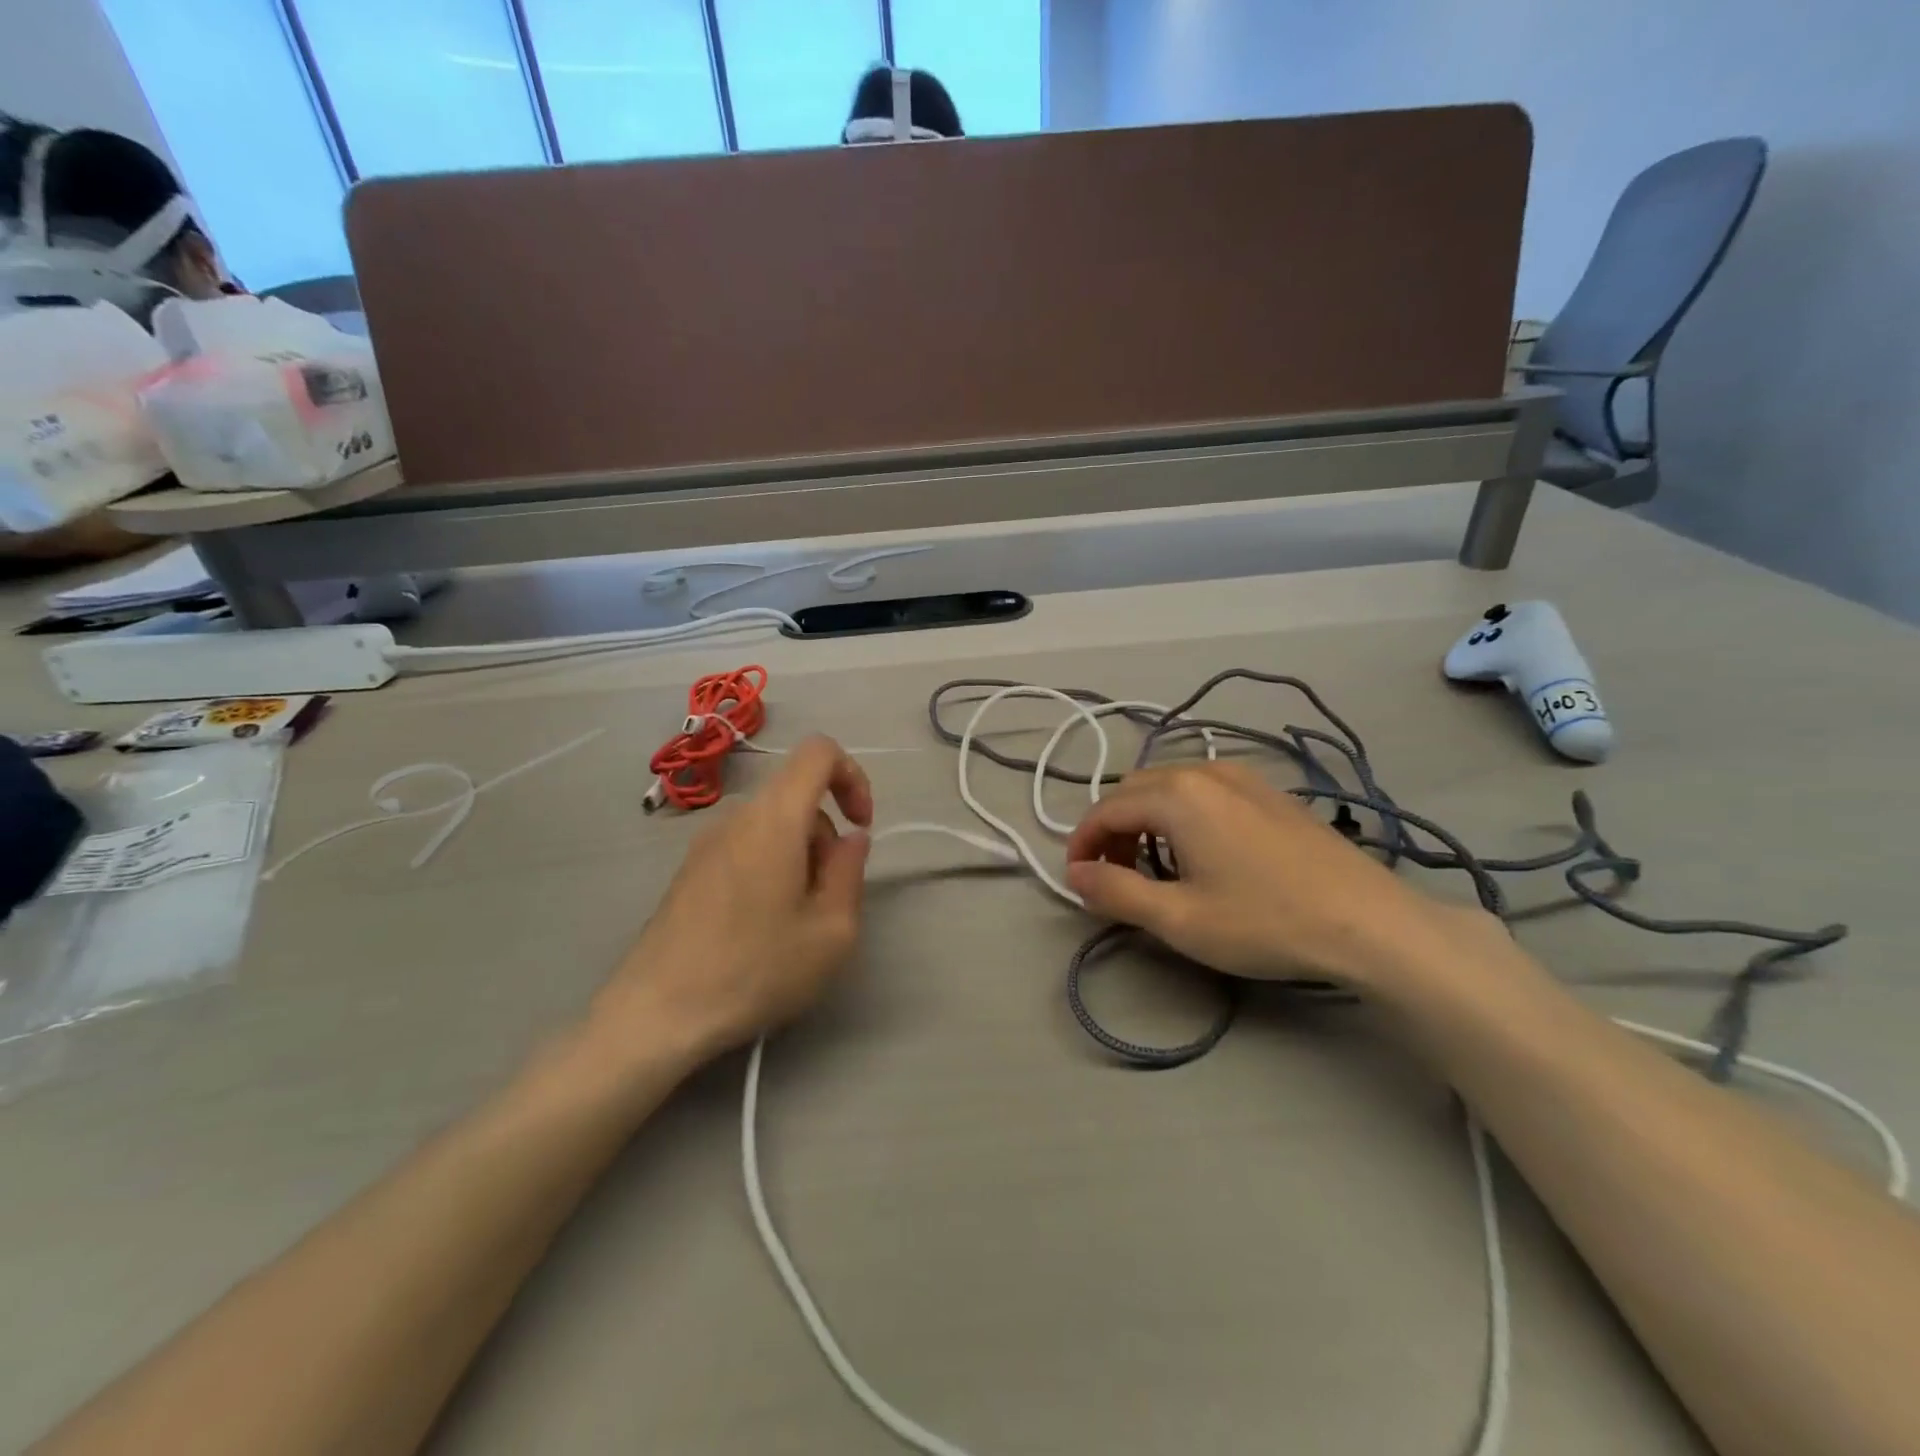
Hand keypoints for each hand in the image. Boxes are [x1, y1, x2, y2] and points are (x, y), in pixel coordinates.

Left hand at [588, 736, 873, 1068]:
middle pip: (797, 797)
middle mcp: (737, 816)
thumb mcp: (831, 931)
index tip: (860, 827)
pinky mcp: (688, 870)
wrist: (656, 1014)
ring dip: (798, 858)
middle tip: (827, 901)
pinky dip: (769, 868)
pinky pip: (744, 847)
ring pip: (772, 825)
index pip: (819, 752)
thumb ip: (850, 871)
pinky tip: (758, 928)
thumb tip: (850, 838)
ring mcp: (706, 842)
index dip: (852, 776)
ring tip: (793, 923)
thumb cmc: (754, 969)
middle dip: (825, 837)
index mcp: (774, 818)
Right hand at [1064, 761, 1458, 987]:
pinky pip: (1204, 790)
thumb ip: (1116, 891)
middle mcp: (1205, 771)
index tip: (1077, 880)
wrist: (1369, 922)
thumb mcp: (1178, 918)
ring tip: (1153, 866)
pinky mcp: (1270, 791)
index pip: (1106, 809)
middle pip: (1135, 790)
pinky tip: (1199, 852)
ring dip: (1146, 820)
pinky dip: (1180, 814)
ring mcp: (1243, 776)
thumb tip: (1073, 874)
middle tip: (1113, 877)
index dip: (1082, 844)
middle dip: (1113, 830)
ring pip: (1170, 786)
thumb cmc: (1265, 921)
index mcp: (1176, 795)